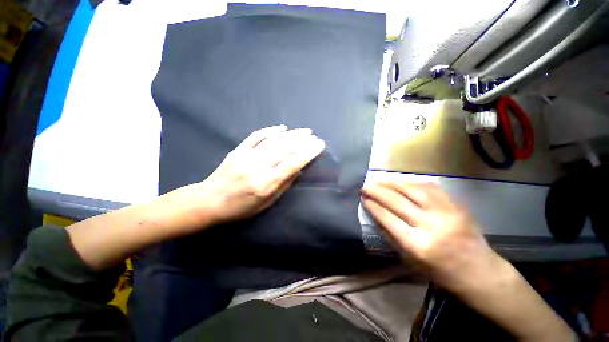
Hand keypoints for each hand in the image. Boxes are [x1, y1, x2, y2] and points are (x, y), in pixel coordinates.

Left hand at [191, 125, 324, 225]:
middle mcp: (258, 169)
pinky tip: (282, 128)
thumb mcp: (267, 203)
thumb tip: (298, 169)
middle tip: (314, 136)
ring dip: (291, 134)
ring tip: (304, 131)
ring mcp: (246, 157)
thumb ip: (284, 185)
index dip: (308, 153)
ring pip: (273, 141)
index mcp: (266, 185)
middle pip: (285, 149)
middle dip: (303, 141)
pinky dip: (270, 130)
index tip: (319, 145)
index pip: (293, 164)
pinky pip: (256, 136)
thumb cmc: (241, 208)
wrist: (209, 202)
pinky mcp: (237, 151)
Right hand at [361, 182, 494, 288]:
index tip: (362, 197)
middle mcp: (431, 226)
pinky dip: (411, 183)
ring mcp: (446, 213)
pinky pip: (429, 187)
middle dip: (377, 191)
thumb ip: (389, 234)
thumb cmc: (439, 271)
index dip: (372, 205)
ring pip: (412, 190)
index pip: (387, 218)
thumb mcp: (408, 259)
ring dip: (392, 184)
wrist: (479, 272)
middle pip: (397, 201)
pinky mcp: (456, 205)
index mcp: (417, 245)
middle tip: (365, 186)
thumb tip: (374, 213)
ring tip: (379, 182)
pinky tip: (400, 183)